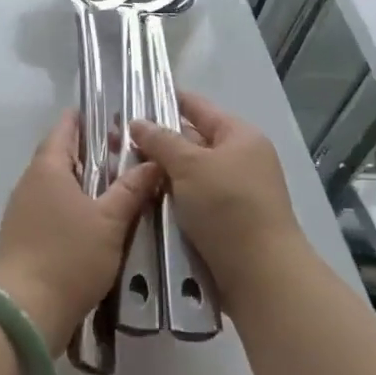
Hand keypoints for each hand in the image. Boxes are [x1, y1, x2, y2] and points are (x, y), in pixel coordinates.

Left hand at [0, 111, 160, 349]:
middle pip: (60, 155)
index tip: (112, 118)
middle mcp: (30, 181)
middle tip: (124, 154)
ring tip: (116, 186)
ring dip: (82, 180)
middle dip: (90, 151)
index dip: (86, 119)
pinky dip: (72, 203)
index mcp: (48, 167)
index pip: (65, 128)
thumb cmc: (69, 256)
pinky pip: (50, 206)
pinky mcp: (23, 235)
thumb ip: (131, 189)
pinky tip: (93, 219)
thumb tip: (153, 161)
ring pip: (56, 183)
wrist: (25, 309)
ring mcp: (23, 209)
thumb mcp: (110, 221)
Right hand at [130, 92, 302, 307]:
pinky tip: (140, 198)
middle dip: (156, 141)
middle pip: (191, 140)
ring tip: (119, 170)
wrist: (261, 276)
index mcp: (239, 136)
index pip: (197, 106)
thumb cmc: (228, 208)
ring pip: (187, 173)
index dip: (166, 99)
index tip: (130, 98)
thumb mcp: (190, 166)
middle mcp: (239, 159)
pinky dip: (169, 197)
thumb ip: (161, 140)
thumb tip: (137, 122)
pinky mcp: (225, 221)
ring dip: (159, 173)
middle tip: (114, 141)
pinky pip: (190, 199)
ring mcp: (233, 192)